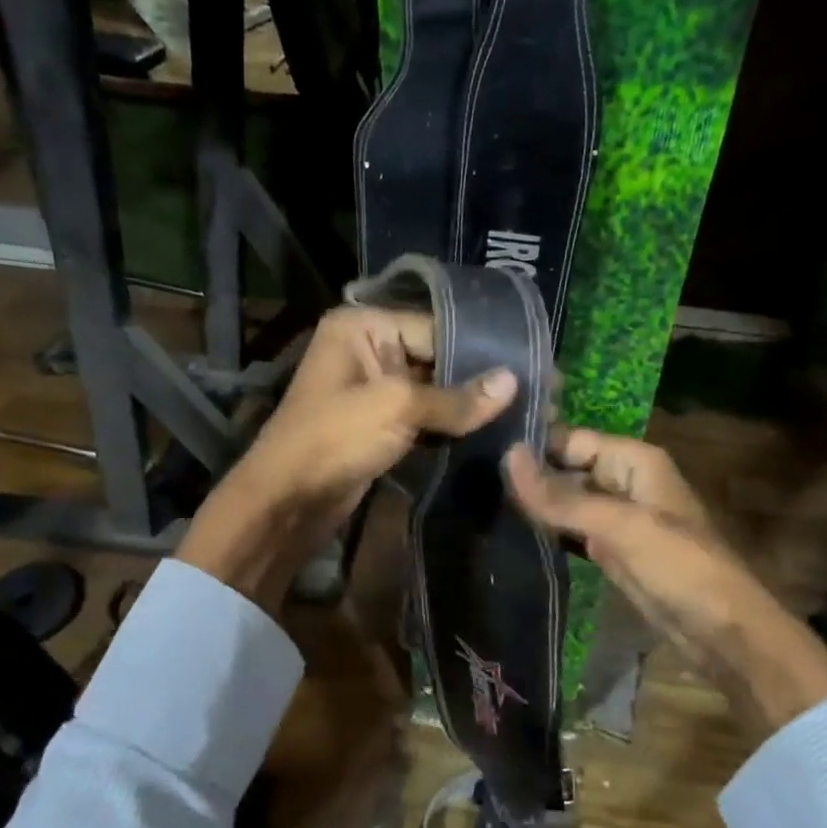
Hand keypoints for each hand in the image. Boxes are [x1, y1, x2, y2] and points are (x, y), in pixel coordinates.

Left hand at [177, 307, 514, 610]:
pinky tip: (493, 430)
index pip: (436, 327)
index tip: (534, 365)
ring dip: (470, 404)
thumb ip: (456, 397)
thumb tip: (513, 382)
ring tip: (525, 411)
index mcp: (363, 326)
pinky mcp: (381, 423)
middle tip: (539, 391)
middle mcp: (368, 348)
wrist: (287, 501)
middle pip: (437, 356)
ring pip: (434, 389)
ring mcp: (374, 388)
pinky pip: (425, 416)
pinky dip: (453, 424)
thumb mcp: (396, 408)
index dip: (483, 349)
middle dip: (481, 378)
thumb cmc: (333, 439)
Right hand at [504, 428, 826, 732]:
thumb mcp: (618, 525)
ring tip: (481, 503)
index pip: (572, 439)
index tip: (481, 451)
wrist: (721, 631)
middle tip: (473, 481)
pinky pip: (573, 531)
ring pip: (568, 501)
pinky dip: (548, 531)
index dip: (533, 445)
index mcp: (634, 461)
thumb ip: (561, 495)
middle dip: (529, 476)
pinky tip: (512, 533)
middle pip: (568, 468)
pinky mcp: (612, 550)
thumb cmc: (677, 565)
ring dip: (535, 505)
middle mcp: (624, 481)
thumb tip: (507, 456)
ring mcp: (618, 518)